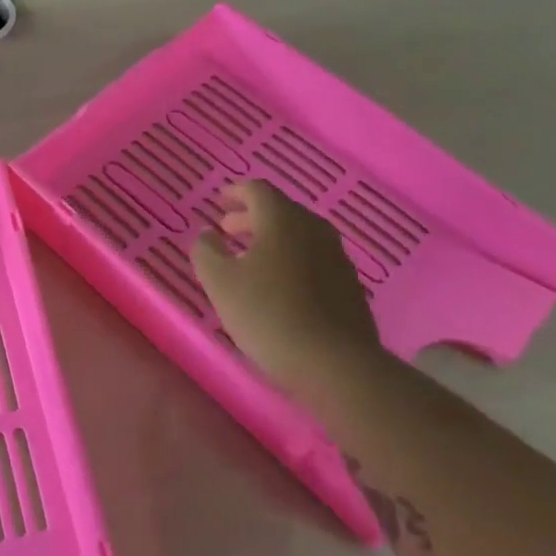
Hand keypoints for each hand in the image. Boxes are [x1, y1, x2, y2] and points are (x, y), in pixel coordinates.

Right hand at [191, 180, 385, 399]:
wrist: (335, 364)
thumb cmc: (268, 314)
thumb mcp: (220, 283)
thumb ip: (206, 251)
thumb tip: (208, 234)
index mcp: (282, 220)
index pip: (258, 190)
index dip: (236, 192)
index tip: (220, 200)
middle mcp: (314, 229)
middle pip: (280, 211)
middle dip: (251, 217)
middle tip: (228, 230)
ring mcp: (337, 257)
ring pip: (299, 235)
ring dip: (272, 239)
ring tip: (250, 259)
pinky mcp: (348, 285)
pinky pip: (313, 259)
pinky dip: (291, 260)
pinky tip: (279, 286)